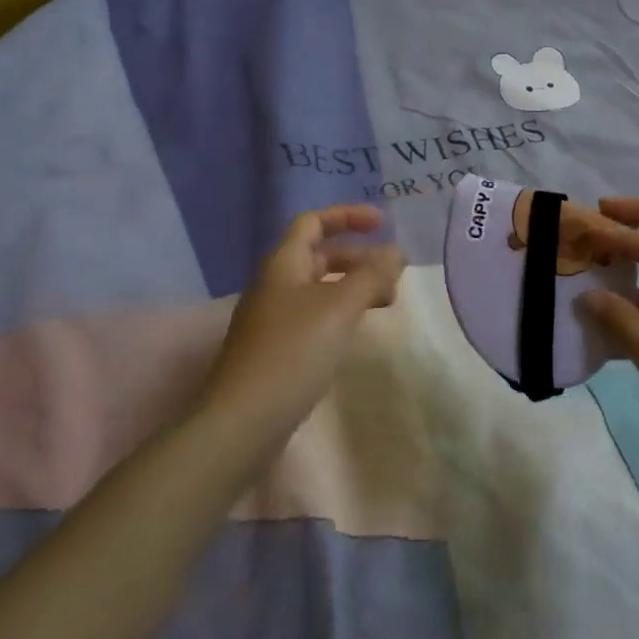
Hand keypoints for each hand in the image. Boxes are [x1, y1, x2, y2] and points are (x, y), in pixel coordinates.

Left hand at [200, 206, 406, 446]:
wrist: (242, 422)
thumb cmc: (292, 352)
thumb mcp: (339, 308)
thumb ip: (371, 276)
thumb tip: (396, 253)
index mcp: (283, 264)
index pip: (313, 222)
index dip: (347, 216)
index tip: (383, 223)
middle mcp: (275, 284)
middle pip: (320, 255)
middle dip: (359, 257)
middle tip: (395, 274)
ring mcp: (273, 318)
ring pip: (320, 287)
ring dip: (354, 286)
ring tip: (387, 302)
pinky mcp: (277, 349)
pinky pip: (315, 315)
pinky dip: (341, 312)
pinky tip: (358, 330)